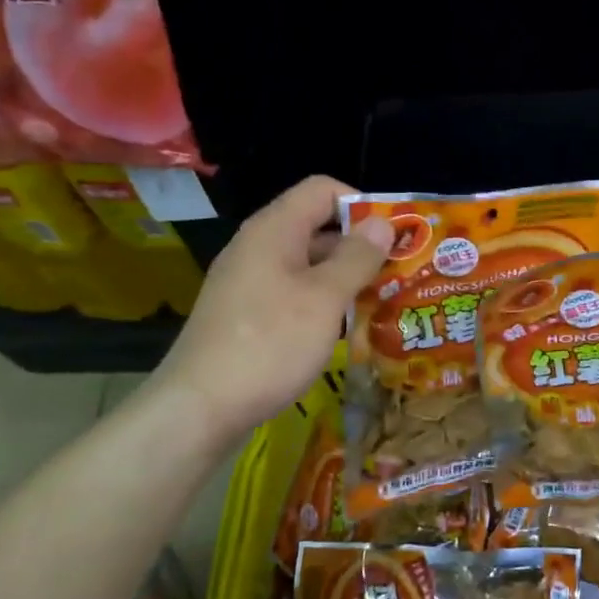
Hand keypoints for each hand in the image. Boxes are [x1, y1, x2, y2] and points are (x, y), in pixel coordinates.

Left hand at [146, 175, 391, 446]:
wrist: (199, 407)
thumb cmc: (269, 344)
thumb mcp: (324, 299)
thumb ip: (356, 257)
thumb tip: (382, 223)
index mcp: (274, 230)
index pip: (322, 190)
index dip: (361, 204)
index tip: (394, 236)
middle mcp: (258, 247)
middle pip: (316, 227)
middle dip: (360, 246)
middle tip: (399, 273)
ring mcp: (249, 282)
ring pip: (307, 265)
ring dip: (344, 278)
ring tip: (382, 302)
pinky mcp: (246, 314)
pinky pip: (292, 293)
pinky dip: (322, 302)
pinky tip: (345, 329)